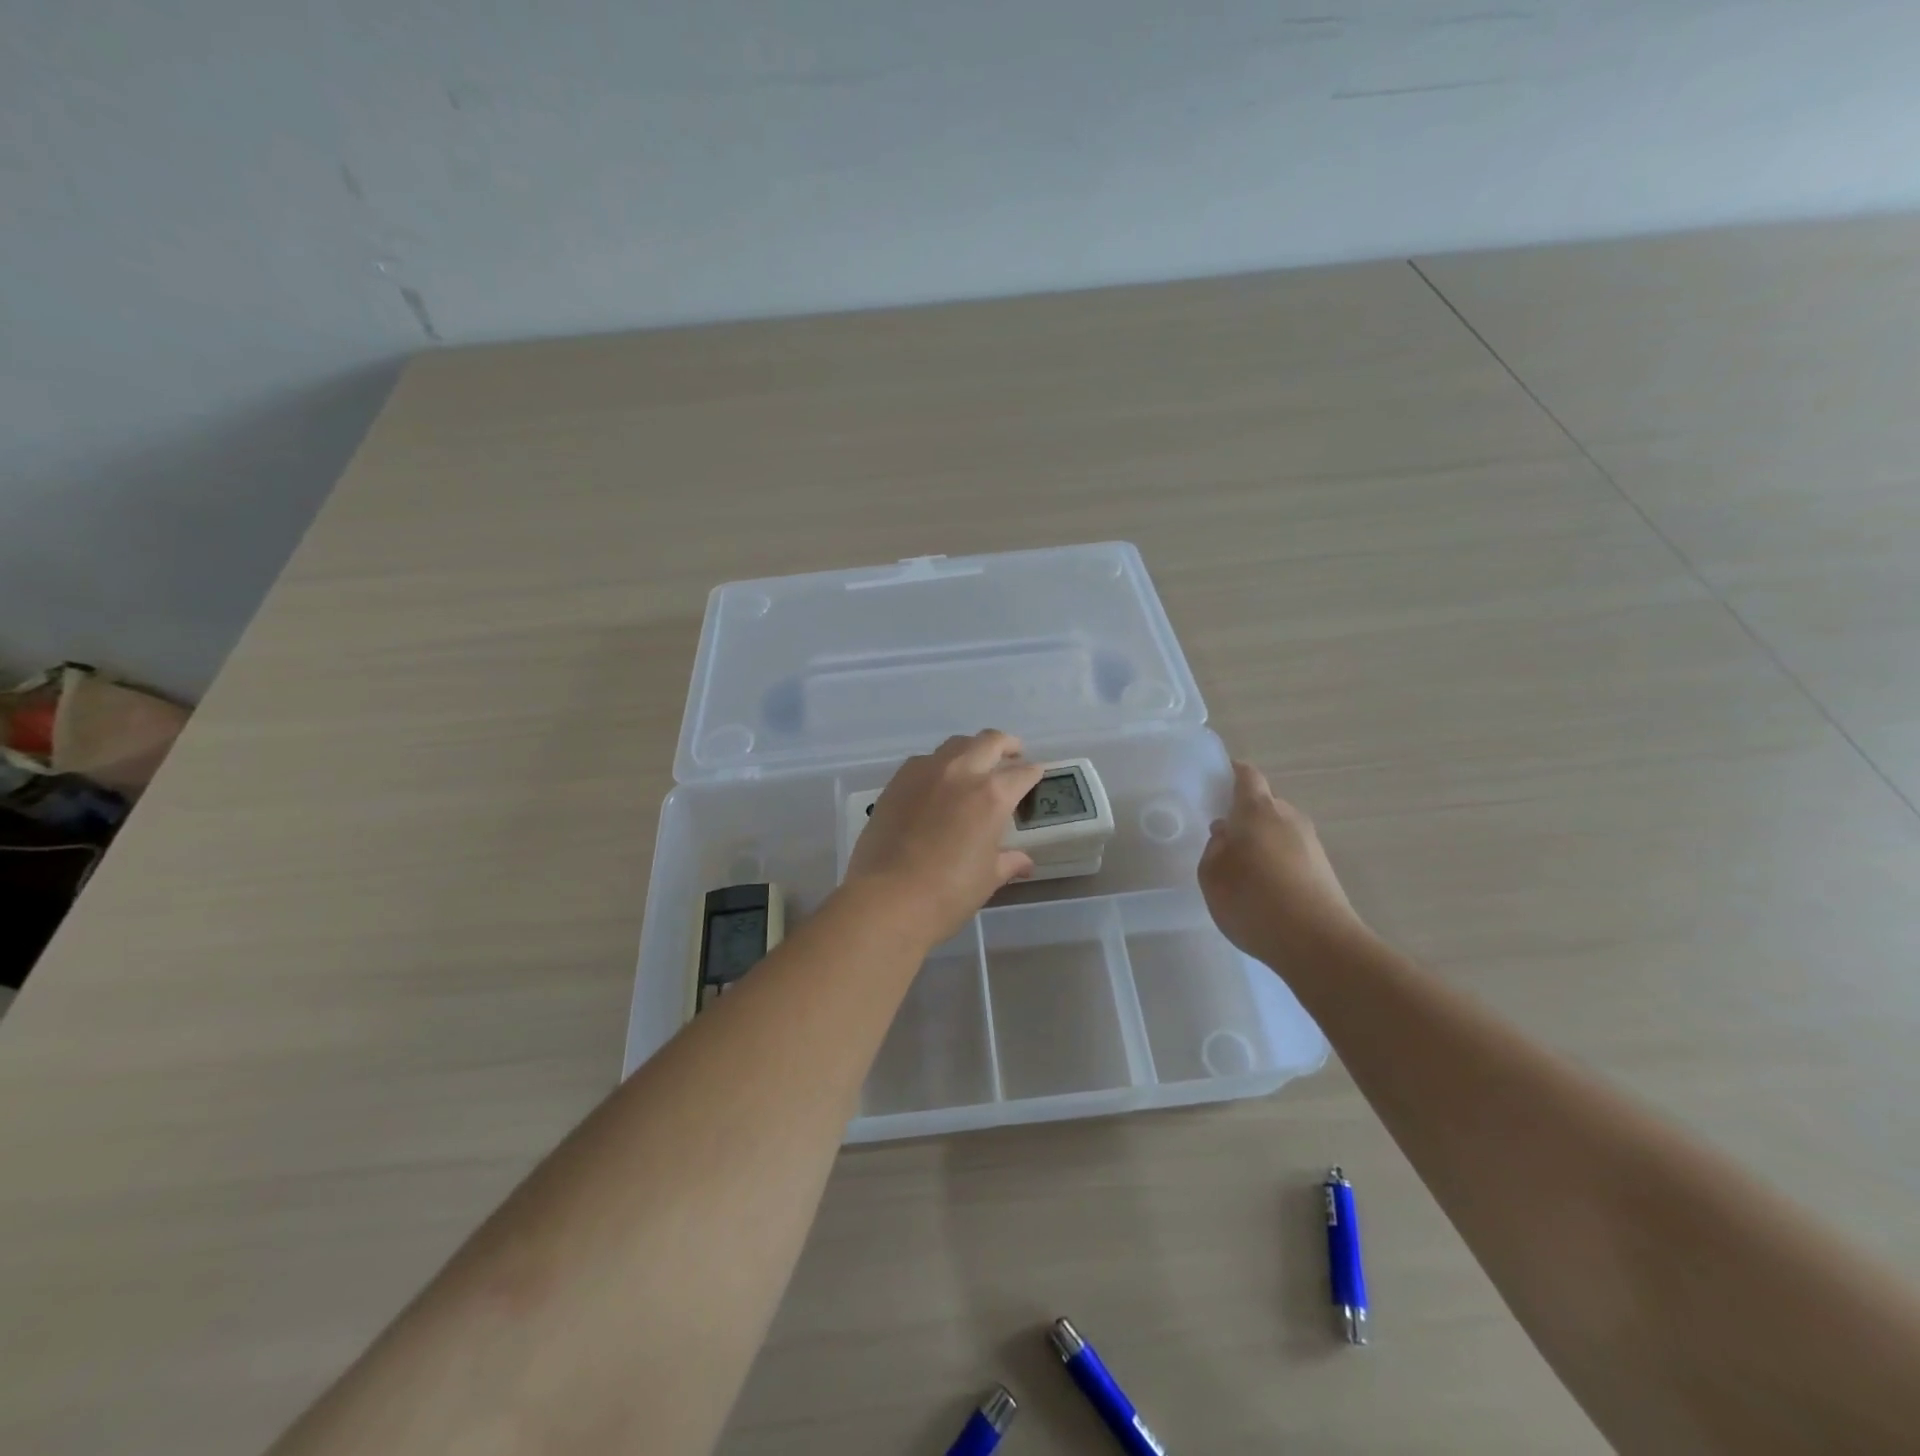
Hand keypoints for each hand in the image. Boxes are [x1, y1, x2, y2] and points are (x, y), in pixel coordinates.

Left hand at [846, 731, 1044, 946]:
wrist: (886, 898)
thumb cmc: (947, 894)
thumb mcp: (987, 879)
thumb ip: (1008, 862)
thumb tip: (1024, 861)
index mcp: (992, 795)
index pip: (1022, 773)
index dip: (1033, 773)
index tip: (1035, 775)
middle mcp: (961, 773)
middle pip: (990, 741)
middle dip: (1006, 745)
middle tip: (1012, 754)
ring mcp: (926, 772)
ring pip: (956, 744)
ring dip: (972, 749)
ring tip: (975, 764)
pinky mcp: (897, 781)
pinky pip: (924, 761)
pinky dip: (939, 765)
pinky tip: (937, 783)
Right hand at [1199, 761, 1361, 961]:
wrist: (1320, 945)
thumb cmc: (1255, 902)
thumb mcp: (1212, 876)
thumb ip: (1214, 849)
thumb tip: (1226, 835)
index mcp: (1258, 811)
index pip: (1247, 776)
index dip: (1231, 773)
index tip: (1215, 781)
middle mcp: (1289, 818)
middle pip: (1264, 804)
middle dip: (1243, 814)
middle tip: (1221, 837)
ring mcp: (1311, 844)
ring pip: (1278, 830)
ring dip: (1260, 841)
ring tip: (1240, 869)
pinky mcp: (1323, 870)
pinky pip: (1291, 853)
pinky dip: (1276, 861)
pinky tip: (1263, 889)